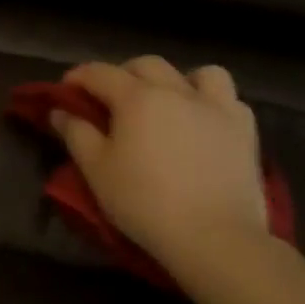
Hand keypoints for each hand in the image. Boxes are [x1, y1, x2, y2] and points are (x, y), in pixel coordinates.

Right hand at [54, 58, 268, 283]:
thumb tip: (60, 111)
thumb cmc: (146, 203)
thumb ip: (76, 134)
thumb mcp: (97, 171)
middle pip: (145, 65)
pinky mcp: (244, 130)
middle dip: (123, 74)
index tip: (67, 89)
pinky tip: (204, 123)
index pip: (100, 73)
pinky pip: (229, 99)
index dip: (79, 77)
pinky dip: (213, 103)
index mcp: (137, 97)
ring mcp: (216, 107)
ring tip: (169, 103)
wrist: (216, 238)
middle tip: (112, 99)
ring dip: (178, 80)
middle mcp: (176, 91)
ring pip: (198, 73)